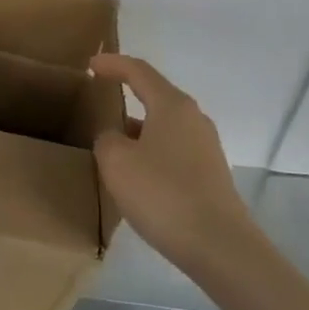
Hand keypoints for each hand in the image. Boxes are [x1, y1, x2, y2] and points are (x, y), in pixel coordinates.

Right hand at [90, 54, 252, 278]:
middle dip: (127, 94)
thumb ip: (107, 139)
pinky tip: (137, 174)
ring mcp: (206, 147)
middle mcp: (194, 119)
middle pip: (156, 96)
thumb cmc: (162, 193)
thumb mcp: (117, 162)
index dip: (112, 64)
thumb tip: (115, 136)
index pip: (139, 72)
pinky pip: (173, 150)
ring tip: (113, 142)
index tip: (90, 65)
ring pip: (164, 126)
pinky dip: (151, 151)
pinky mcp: (210, 174)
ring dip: (138, 128)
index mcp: (172, 106)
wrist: (218, 245)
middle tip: (100, 98)